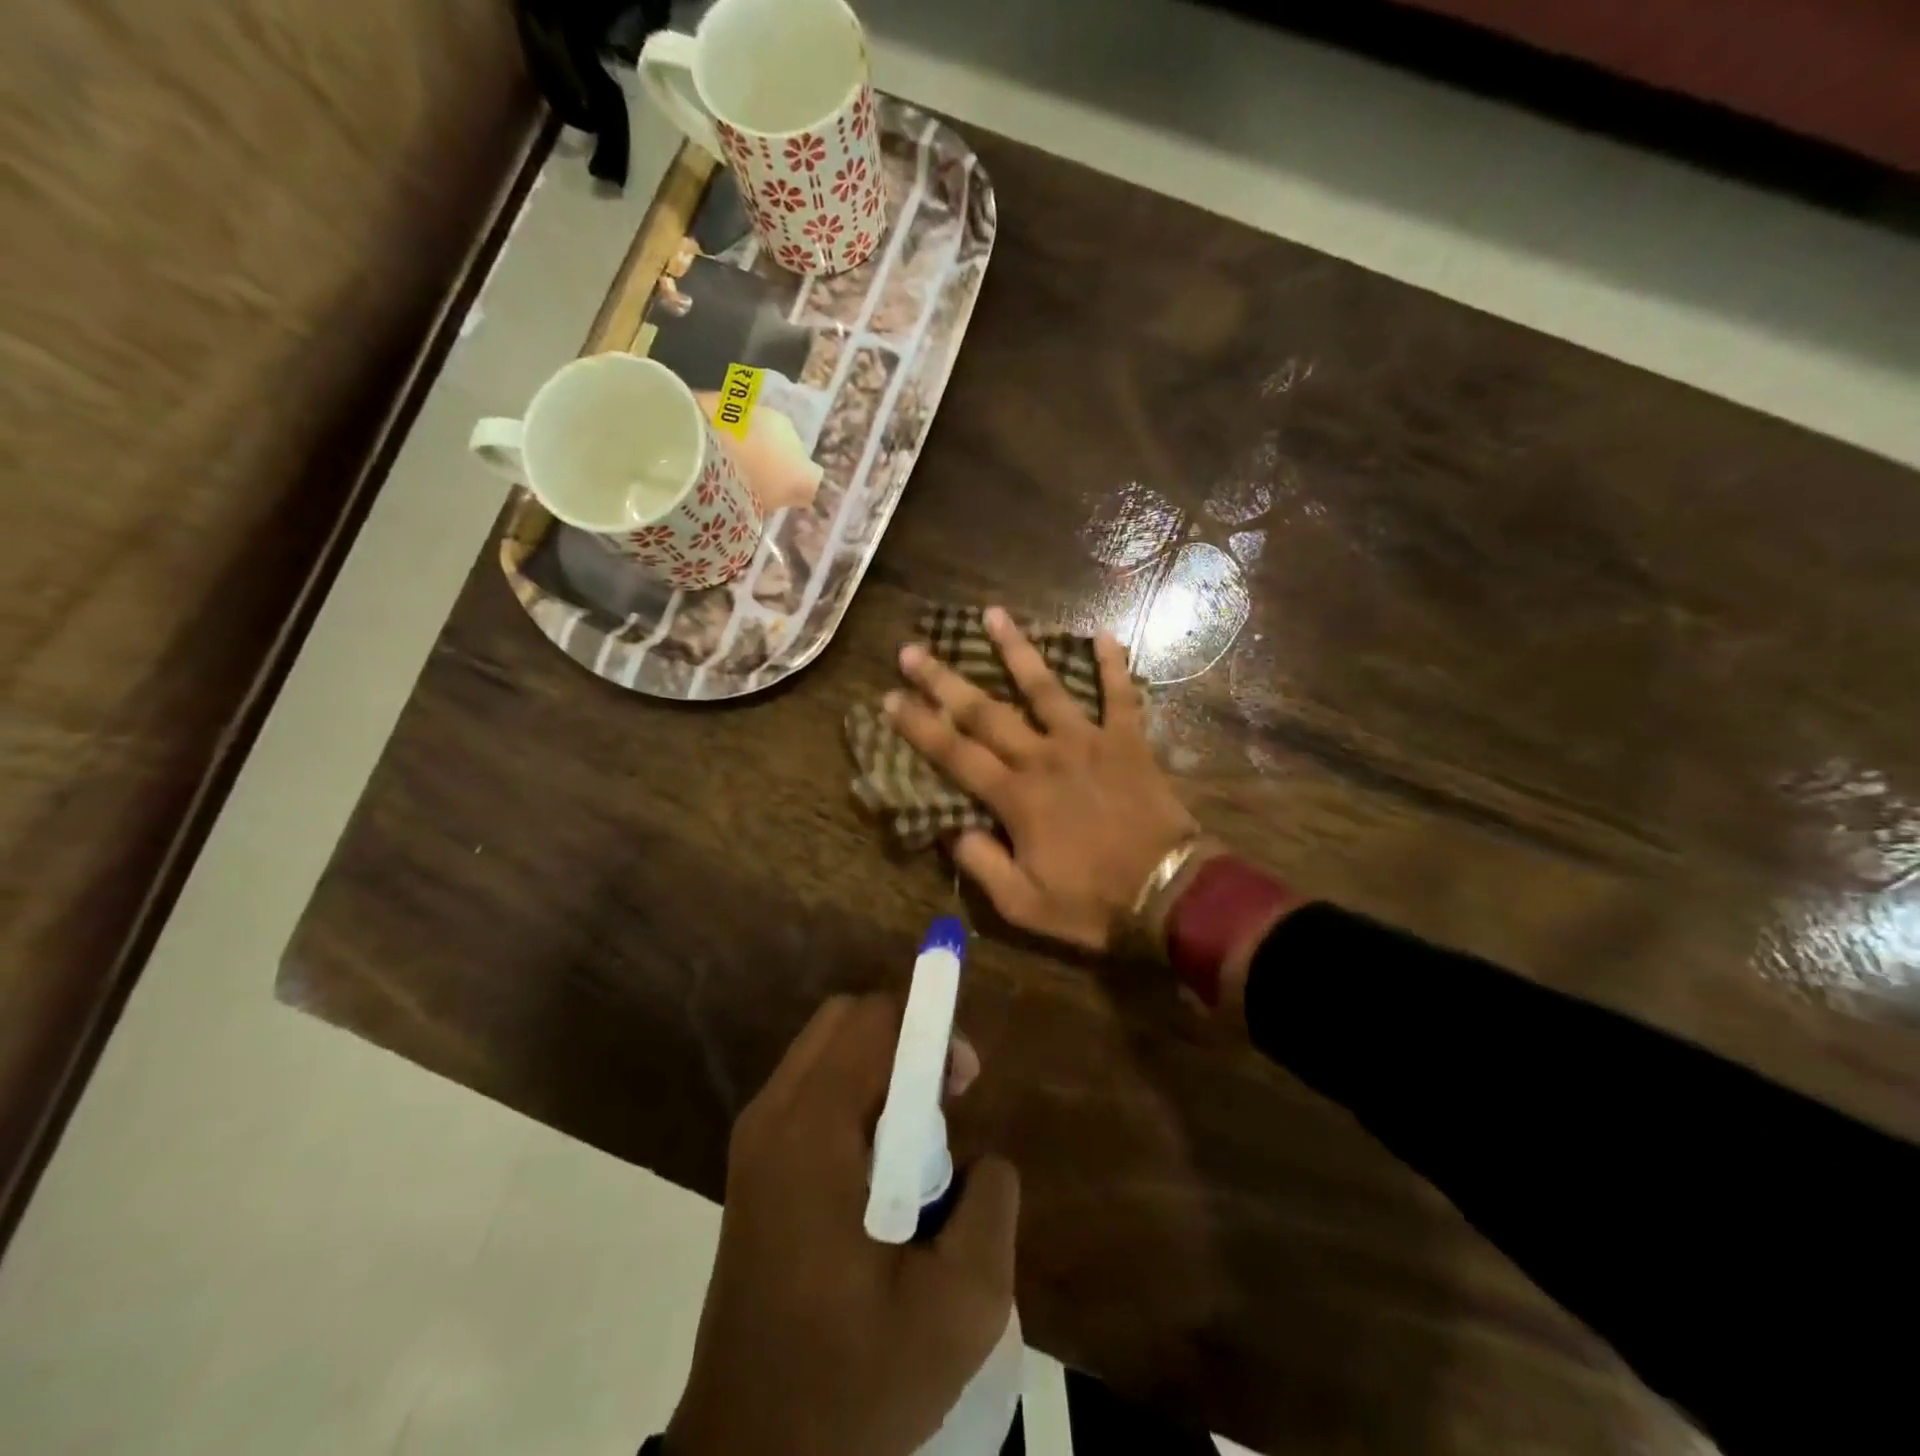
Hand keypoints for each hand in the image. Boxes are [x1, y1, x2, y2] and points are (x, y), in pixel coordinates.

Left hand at [668, 995, 1018, 1455]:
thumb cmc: (854, 1384)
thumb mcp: (959, 1309)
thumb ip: (990, 1206)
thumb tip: (982, 1157)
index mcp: (812, 1134)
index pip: (874, 1021)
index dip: (929, 1028)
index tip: (964, 1081)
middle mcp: (773, 1115)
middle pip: (846, 1018)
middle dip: (905, 1038)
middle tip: (946, 1100)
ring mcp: (754, 1136)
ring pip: (827, 1048)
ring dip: (881, 1066)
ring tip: (917, 1140)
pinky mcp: (752, 1162)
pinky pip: (812, 1087)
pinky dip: (854, 1093)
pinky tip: (879, 1165)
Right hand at [885, 607, 1197, 950]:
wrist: (1169, 893)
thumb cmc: (1092, 902)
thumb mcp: (1023, 904)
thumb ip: (982, 863)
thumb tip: (951, 828)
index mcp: (1016, 796)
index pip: (954, 753)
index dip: (918, 726)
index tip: (890, 698)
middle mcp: (1044, 757)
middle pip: (985, 711)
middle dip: (944, 680)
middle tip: (913, 650)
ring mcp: (1088, 741)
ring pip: (1046, 687)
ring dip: (1017, 649)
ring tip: (993, 614)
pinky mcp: (1128, 741)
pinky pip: (1121, 695)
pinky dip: (1114, 664)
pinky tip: (1103, 633)